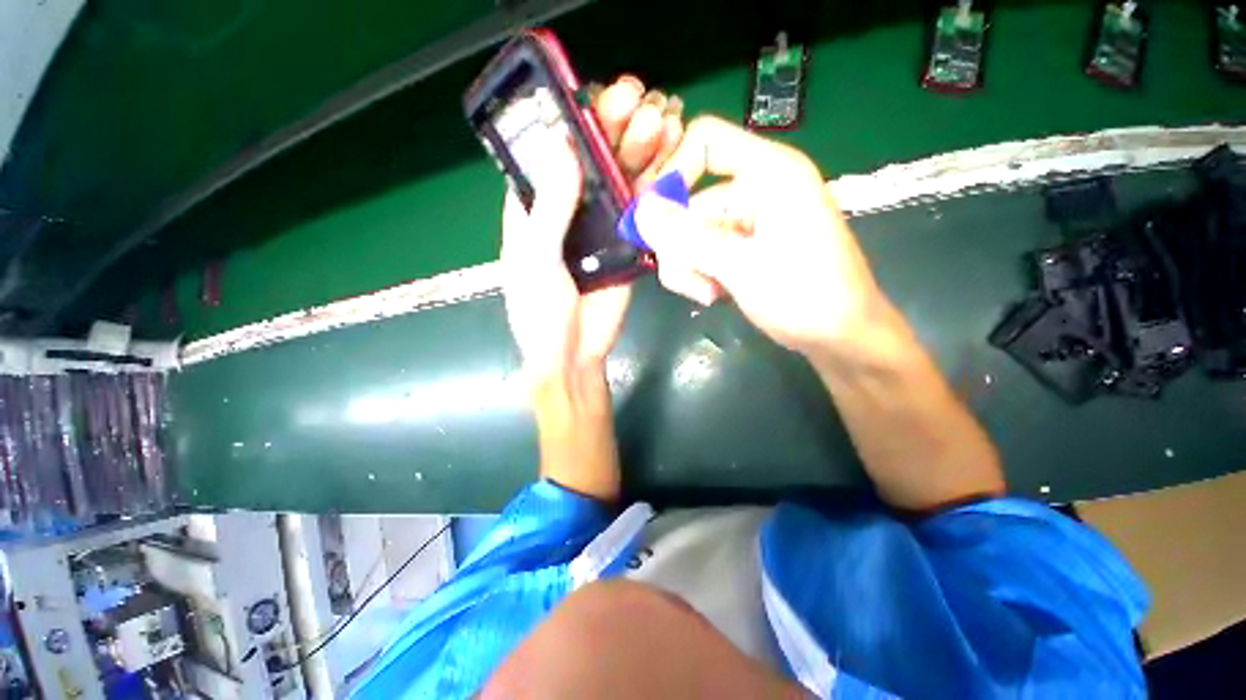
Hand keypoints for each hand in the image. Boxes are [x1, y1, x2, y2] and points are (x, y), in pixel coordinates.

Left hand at [502, 76, 681, 380]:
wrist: (575, 353)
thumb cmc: (541, 311)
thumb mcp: (535, 260)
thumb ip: (549, 209)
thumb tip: (563, 145)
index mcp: (533, 209)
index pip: (549, 153)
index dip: (569, 122)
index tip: (594, 96)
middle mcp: (567, 210)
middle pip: (589, 159)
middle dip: (611, 127)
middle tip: (636, 99)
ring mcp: (600, 226)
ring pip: (618, 179)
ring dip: (638, 149)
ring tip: (660, 120)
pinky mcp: (626, 244)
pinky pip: (640, 209)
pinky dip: (655, 184)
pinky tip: (671, 159)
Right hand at [635, 116, 889, 358]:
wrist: (841, 338)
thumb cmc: (806, 298)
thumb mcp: (744, 267)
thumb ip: (689, 239)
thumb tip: (640, 212)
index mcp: (769, 173)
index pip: (705, 141)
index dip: (673, 171)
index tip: (654, 218)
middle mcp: (755, 188)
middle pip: (689, 200)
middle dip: (679, 245)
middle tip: (690, 280)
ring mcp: (747, 221)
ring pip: (689, 232)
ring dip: (687, 265)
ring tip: (707, 294)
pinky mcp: (742, 247)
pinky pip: (702, 251)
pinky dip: (698, 273)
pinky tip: (713, 295)